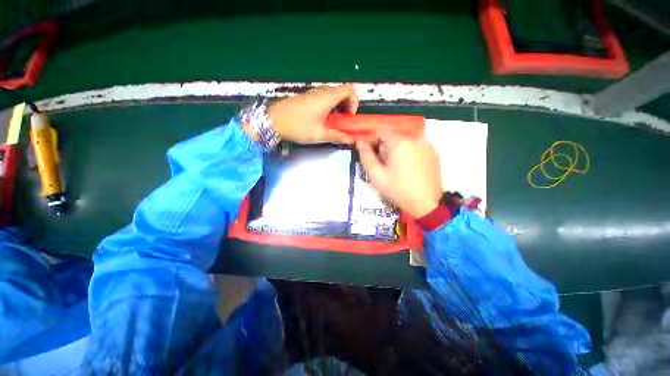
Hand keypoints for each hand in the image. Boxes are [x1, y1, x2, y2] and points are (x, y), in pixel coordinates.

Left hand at [268, 84, 357, 143]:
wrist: (272, 120)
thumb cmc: (296, 126)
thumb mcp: (318, 134)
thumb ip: (336, 136)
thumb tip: (350, 140)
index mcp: (327, 98)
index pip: (349, 90)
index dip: (354, 102)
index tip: (349, 117)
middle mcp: (322, 92)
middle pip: (342, 93)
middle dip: (346, 107)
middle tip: (342, 123)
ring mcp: (313, 94)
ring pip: (333, 97)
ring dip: (338, 109)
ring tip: (332, 124)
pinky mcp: (307, 98)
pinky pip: (324, 99)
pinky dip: (329, 109)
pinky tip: (322, 121)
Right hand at [356, 133, 442, 217]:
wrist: (426, 204)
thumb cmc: (398, 190)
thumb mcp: (377, 175)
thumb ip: (366, 156)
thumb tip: (359, 142)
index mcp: (400, 142)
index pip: (382, 132)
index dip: (373, 140)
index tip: (370, 152)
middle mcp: (416, 138)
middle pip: (394, 136)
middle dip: (385, 147)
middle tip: (383, 164)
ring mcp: (427, 145)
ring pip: (405, 141)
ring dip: (397, 149)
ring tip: (396, 167)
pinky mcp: (434, 152)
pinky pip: (416, 146)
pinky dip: (409, 152)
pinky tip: (408, 168)